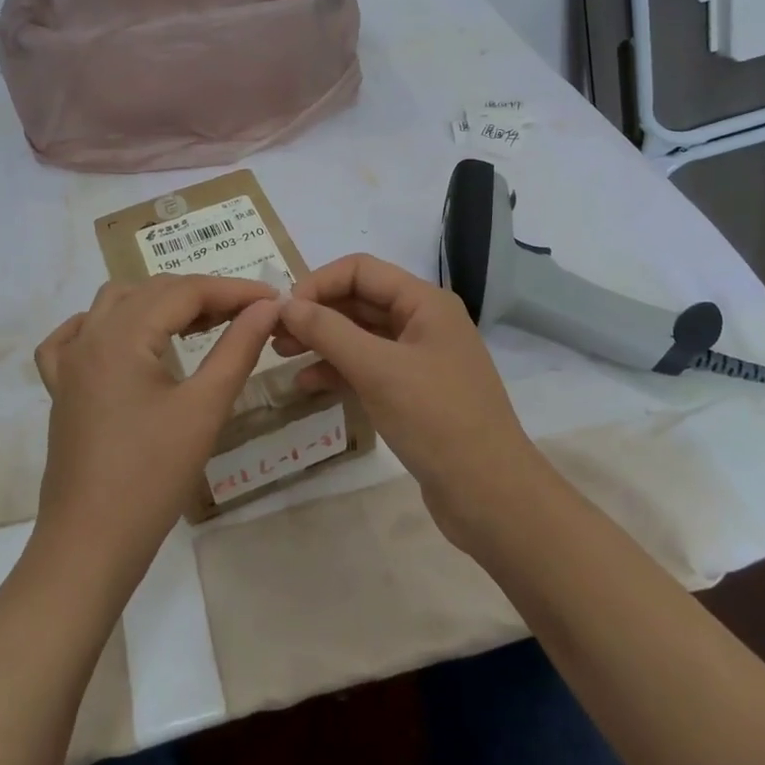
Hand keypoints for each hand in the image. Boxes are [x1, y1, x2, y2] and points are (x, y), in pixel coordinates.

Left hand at [32, 275, 280, 581]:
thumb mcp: (204, 408)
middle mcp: (90, 336)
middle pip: (152, 291)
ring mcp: (68, 362)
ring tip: (201, 322)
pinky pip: (76, 336)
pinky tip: (126, 339)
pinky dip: (106, 325)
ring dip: (160, 303)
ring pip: (116, 304)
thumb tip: (267, 307)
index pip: (186, 291)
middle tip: (248, 314)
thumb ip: (238, 348)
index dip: (234, 290)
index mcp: (121, 335)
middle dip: (203, 295)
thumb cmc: (152, 477)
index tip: (274, 299)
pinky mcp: (61, 388)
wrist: (90, 545)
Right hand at [273, 254, 544, 543]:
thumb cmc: (436, 419)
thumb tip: (285, 304)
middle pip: (359, 300)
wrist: (490, 495)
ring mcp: (419, 358)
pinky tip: (308, 385)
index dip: (318, 283)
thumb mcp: (377, 369)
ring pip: (360, 335)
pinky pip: (368, 367)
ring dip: (322, 340)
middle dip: (316, 312)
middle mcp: (423, 321)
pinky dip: (337, 370)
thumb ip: (328, 331)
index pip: (361, 270)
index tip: (282, 310)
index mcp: (424, 302)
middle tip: (273, 334)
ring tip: (281, 356)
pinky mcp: (413, 392)